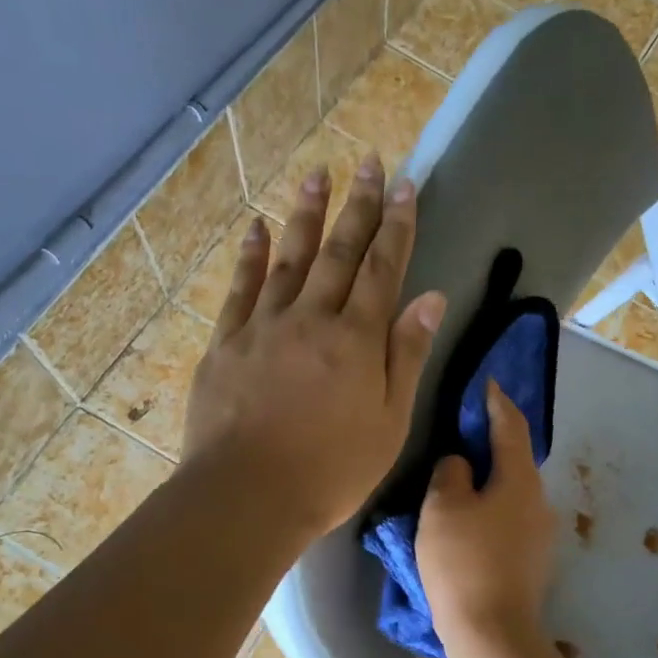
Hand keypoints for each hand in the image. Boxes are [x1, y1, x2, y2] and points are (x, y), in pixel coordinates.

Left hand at [182, 155, 445, 540]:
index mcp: (356, 340)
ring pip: (290, 258)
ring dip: (306, 216)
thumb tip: (431, 298)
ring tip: (318, 175)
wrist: (249, 495)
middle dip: (359, 206)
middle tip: (370, 163)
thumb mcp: (390, 421)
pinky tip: (257, 227)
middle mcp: (311, 318)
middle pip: (340, 253)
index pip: (383, 270)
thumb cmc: (333, 469)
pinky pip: (240, 288)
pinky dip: (250, 255)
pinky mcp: (226, 343)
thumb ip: (407, 355)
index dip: (397, 226)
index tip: (406, 186)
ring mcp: (263, 326)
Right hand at [417, 381, 555, 646]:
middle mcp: (539, 501)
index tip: (488, 384)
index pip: (511, 427)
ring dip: (490, 482)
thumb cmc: (463, 562)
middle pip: (515, 461)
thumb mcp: (443, 508)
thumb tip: (462, 464)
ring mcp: (541, 535)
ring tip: (460, 482)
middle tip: (462, 436)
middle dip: (492, 445)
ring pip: (512, 494)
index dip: (497, 402)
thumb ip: (451, 473)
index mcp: (520, 480)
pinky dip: (492, 510)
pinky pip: (511, 521)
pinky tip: (471, 521)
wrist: (492, 632)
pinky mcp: (533, 561)